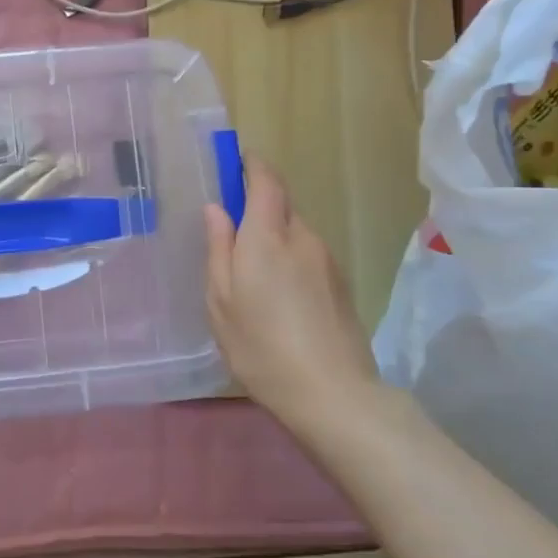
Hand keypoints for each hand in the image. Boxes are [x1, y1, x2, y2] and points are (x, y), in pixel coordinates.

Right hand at [204, 160, 378, 435]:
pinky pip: (308, 256)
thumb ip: (218, 248)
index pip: (266, 180)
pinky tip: (278, 298)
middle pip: (281, 206)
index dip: (251, 165)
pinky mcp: (341, 284)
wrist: (332, 394)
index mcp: (268, 235)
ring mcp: (327, 260)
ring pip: (295, 233)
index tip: (234, 163)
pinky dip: (290, 262)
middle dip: (257, 209)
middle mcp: (302, 238)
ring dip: (273, 239)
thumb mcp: (221, 300)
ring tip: (252, 278)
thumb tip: (216, 208)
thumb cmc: (261, 346)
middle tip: (230, 237)